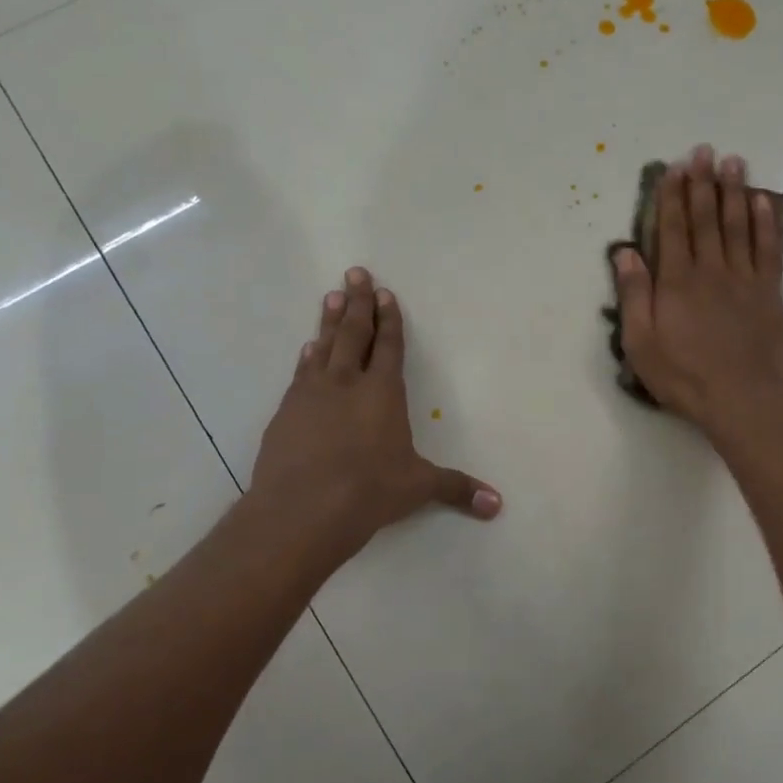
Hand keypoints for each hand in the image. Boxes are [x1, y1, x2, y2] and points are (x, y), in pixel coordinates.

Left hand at [249, 267, 500, 564]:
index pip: (390, 347)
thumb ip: (456, 489)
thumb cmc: (369, 492)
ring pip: (324, 346)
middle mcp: (347, 383)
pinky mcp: (285, 412)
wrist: (302, 510)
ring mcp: (311, 394)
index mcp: (383, 393)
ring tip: (331, 297)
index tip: (385, 293)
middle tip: (355, 273)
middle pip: (354, 333)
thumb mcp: (418, 487)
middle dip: (358, 302)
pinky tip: (307, 349)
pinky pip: (300, 373)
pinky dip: (307, 357)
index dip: (390, 319)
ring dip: (330, 321)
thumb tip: (497, 505)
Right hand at [612, 146, 782, 435]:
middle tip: (703, 151)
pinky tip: (763, 202)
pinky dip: (766, 222)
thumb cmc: (685, 376)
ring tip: (733, 161)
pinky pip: (769, 249)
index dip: (672, 196)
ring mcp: (745, 278)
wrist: (743, 399)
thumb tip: (625, 253)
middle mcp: (711, 270)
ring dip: (734, 191)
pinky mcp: (770, 292)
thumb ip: (634, 296)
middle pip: (706, 218)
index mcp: (677, 282)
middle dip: (702, 183)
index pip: (672, 229)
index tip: (673, 168)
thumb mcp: (641, 344)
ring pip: (738, 225)